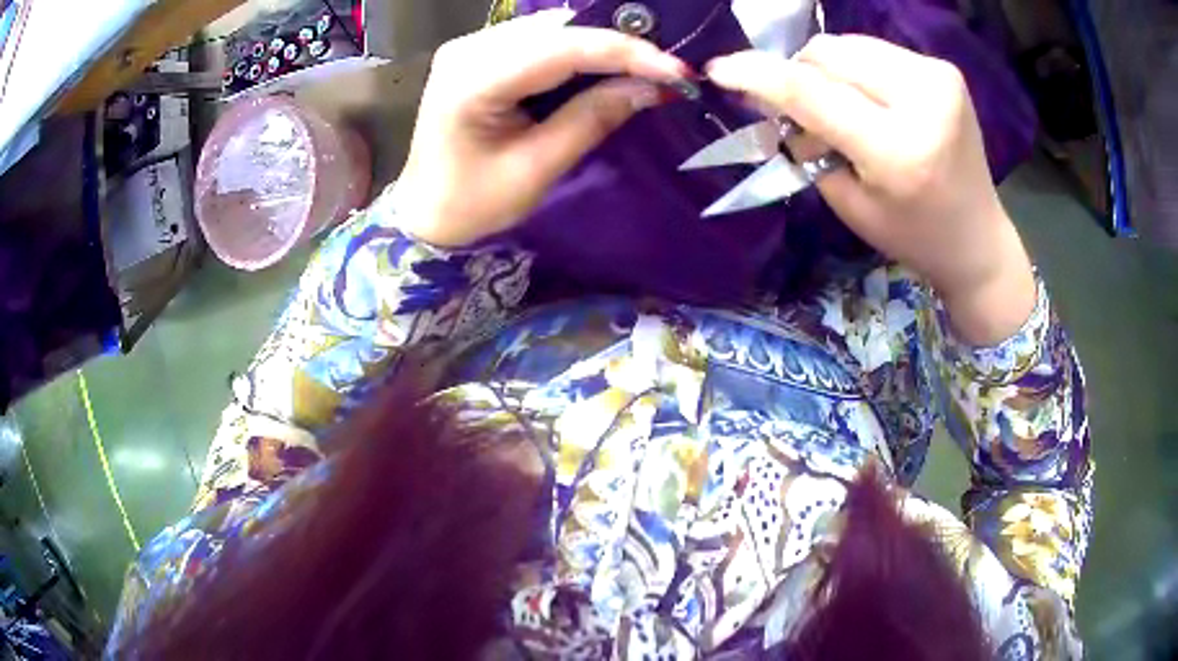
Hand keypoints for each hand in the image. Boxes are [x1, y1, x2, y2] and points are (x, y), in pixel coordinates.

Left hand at [396, 10, 686, 246]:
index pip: (561, 49)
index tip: (677, 71)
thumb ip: (592, 119)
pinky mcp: (478, 52)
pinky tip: (604, 64)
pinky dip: (577, 49)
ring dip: (600, 44)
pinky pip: (538, 38)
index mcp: (472, 81)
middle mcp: (468, 49)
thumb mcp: (537, 169)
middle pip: (557, 30)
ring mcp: (470, 46)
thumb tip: (651, 88)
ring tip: (644, 66)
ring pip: (551, 29)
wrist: (426, 212)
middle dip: (617, 45)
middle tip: (667, 68)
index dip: (624, 53)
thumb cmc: (473, 204)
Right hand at [707, 36, 1036, 344]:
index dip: (759, 75)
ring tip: (842, 106)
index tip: (720, 69)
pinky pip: (875, 51)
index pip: (812, 93)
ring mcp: (938, 78)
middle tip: (798, 107)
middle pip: (827, 53)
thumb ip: (807, 143)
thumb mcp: (849, 202)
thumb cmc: (911, 235)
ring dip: (828, 70)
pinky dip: (858, 70)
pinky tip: (871, 99)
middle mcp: (923, 101)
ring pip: (849, 45)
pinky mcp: (944, 70)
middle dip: (798, 73)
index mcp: (898, 150)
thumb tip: (771, 97)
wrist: (976, 239)